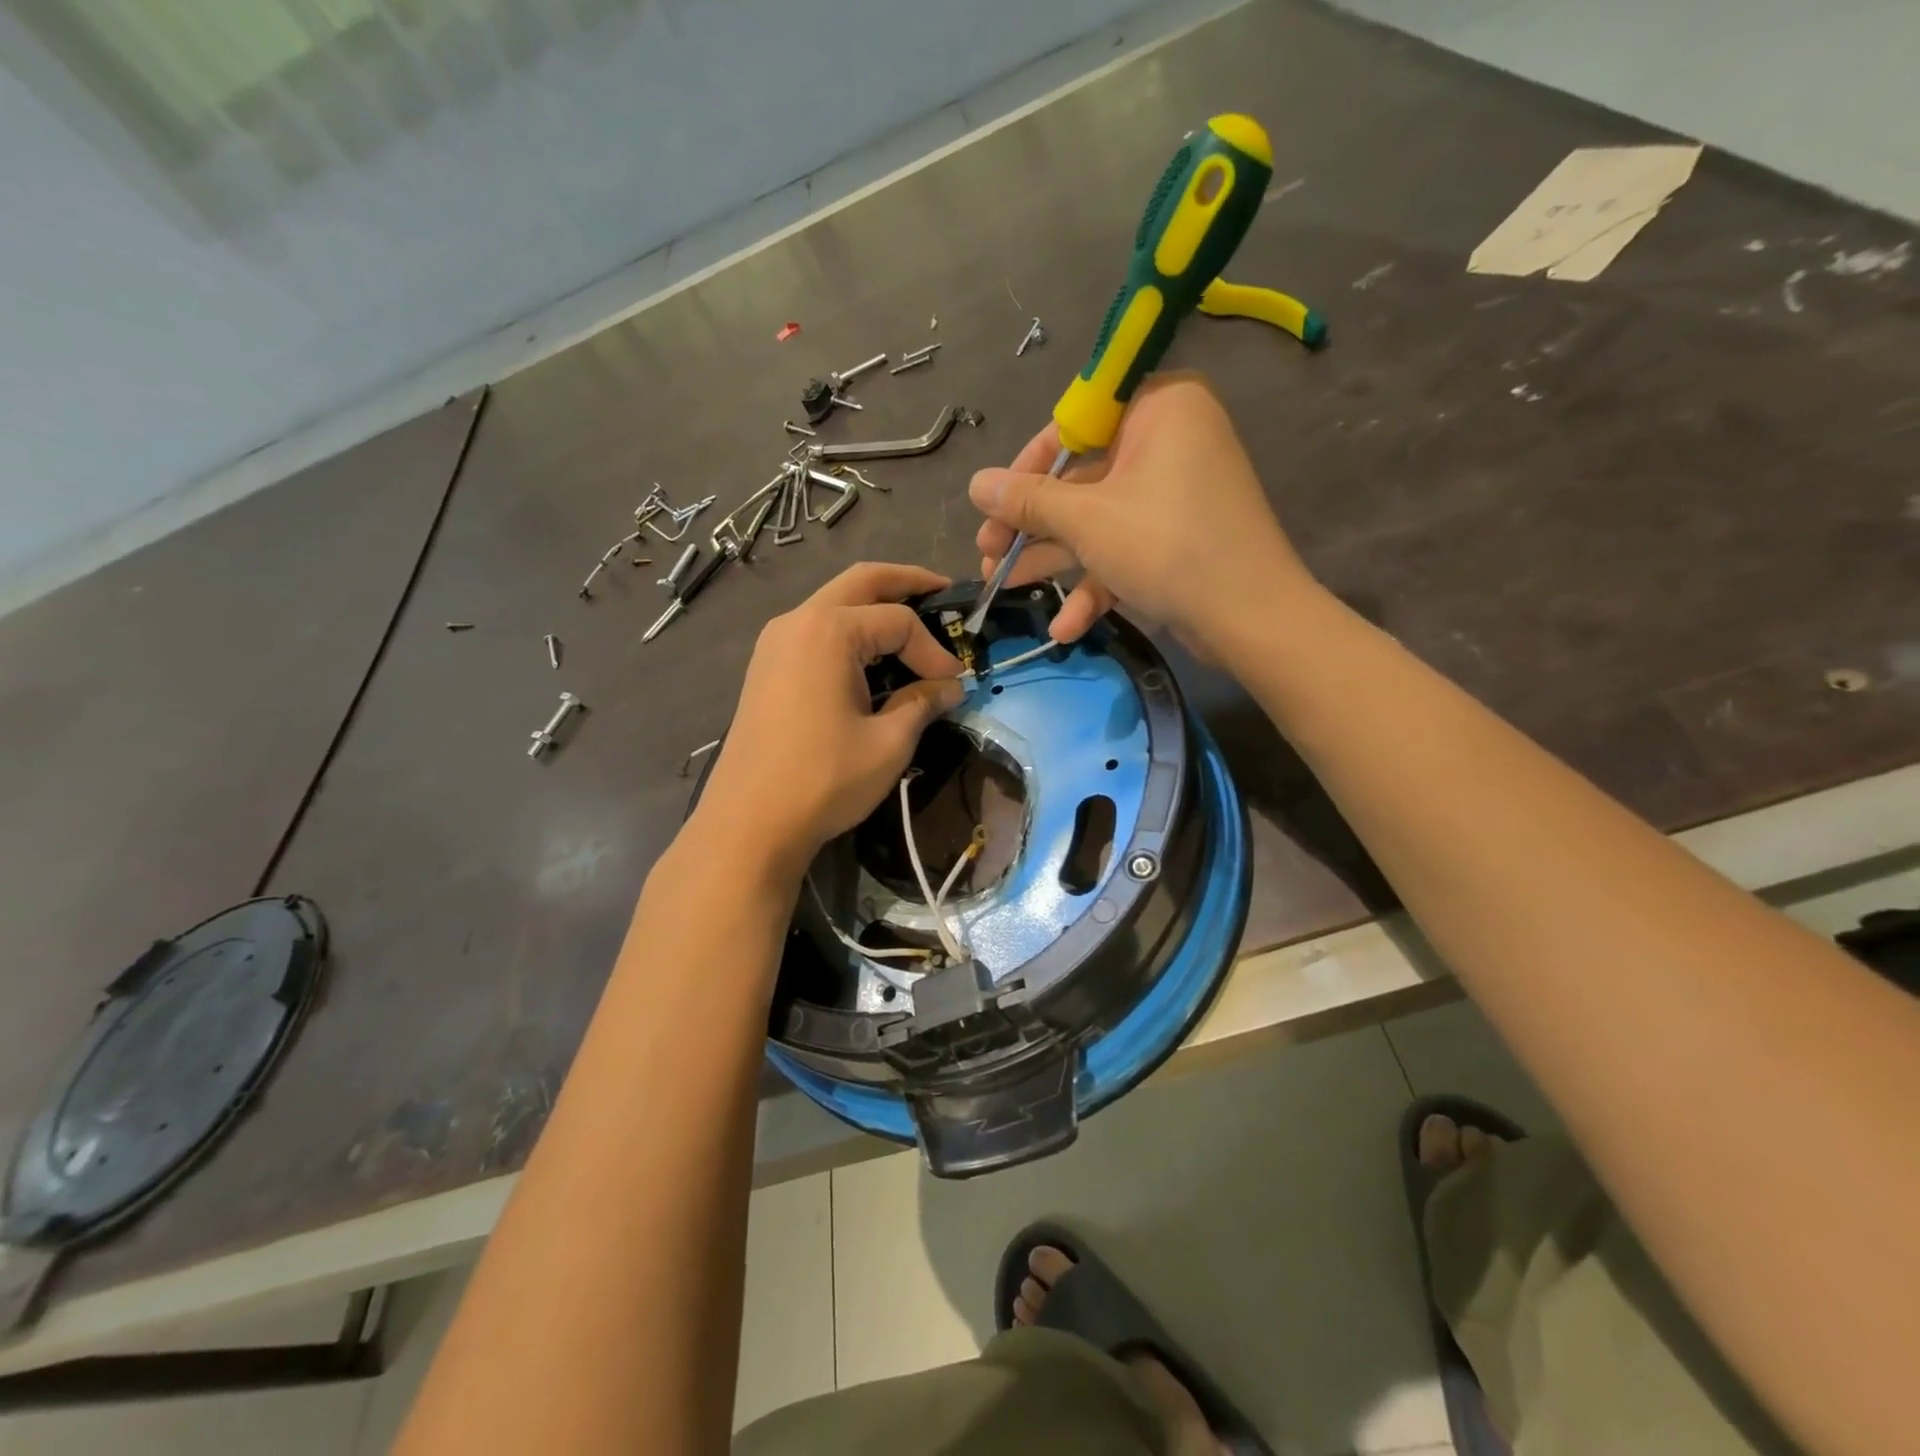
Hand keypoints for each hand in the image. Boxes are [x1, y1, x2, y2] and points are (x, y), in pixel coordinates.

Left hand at [694, 563, 965, 876]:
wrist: (750, 821)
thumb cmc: (824, 779)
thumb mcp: (888, 742)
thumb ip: (922, 703)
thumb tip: (950, 688)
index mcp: (829, 631)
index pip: (899, 621)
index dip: (934, 651)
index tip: (955, 686)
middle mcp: (798, 621)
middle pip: (861, 582)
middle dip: (905, 582)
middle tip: (942, 589)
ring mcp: (775, 642)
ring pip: (834, 603)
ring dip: (874, 606)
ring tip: (912, 623)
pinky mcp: (766, 666)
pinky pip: (816, 630)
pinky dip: (849, 630)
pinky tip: (870, 655)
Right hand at [970, 373, 1314, 653]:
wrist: (1250, 617)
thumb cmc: (1166, 546)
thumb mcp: (1087, 520)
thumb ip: (1028, 500)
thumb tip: (975, 482)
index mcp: (1158, 408)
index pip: (1076, 421)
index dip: (1027, 465)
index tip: (993, 501)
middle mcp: (1169, 441)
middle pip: (1081, 478)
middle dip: (1031, 525)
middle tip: (988, 552)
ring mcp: (1174, 494)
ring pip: (1097, 520)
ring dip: (1052, 559)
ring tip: (1004, 588)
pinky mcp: (1177, 539)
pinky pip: (1125, 548)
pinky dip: (1096, 583)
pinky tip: (1066, 628)